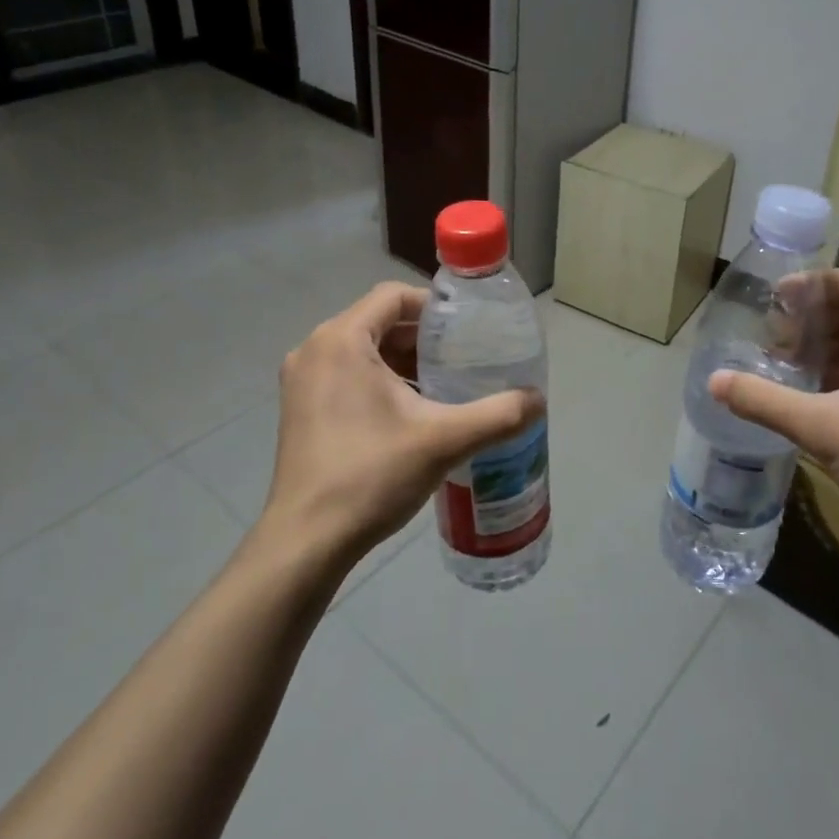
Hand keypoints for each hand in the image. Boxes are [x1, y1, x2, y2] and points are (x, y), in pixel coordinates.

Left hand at [260, 282, 543, 565]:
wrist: (306, 542)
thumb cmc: (370, 476)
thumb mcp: (444, 441)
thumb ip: (497, 415)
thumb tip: (539, 400)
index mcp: (340, 340)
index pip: (393, 296)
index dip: (434, 307)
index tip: (468, 331)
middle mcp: (314, 350)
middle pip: (378, 322)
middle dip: (423, 339)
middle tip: (463, 360)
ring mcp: (301, 382)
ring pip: (363, 351)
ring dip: (403, 362)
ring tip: (445, 386)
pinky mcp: (300, 410)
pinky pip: (347, 375)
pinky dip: (380, 382)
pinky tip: (412, 413)